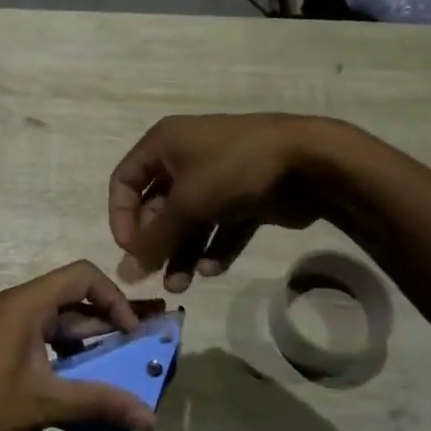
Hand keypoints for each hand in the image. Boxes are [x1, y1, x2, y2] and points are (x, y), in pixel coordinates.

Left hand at [0, 262, 162, 430]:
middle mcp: (12, 306)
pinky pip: (38, 341)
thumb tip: (151, 417)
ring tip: (116, 375)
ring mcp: (0, 327)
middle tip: (137, 354)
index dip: (114, 298)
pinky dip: (63, 358)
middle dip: (106, 325)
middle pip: (70, 300)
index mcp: (23, 304)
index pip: (81, 276)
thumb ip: (98, 403)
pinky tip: (79, 388)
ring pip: (55, 324)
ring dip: (86, 346)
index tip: (133, 335)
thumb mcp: (43, 405)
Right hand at [109, 113, 340, 290]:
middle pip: (157, 205)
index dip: (121, 217)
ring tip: (181, 286)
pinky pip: (220, 225)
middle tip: (155, 276)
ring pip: (189, 220)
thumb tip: (124, 273)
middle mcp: (185, 157)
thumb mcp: (187, 203)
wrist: (309, 160)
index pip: (125, 181)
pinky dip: (214, 247)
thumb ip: (154, 240)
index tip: (130, 250)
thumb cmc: (234, 169)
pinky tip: (213, 269)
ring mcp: (217, 177)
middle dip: (156, 243)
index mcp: (163, 144)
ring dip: (182, 252)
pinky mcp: (244, 196)